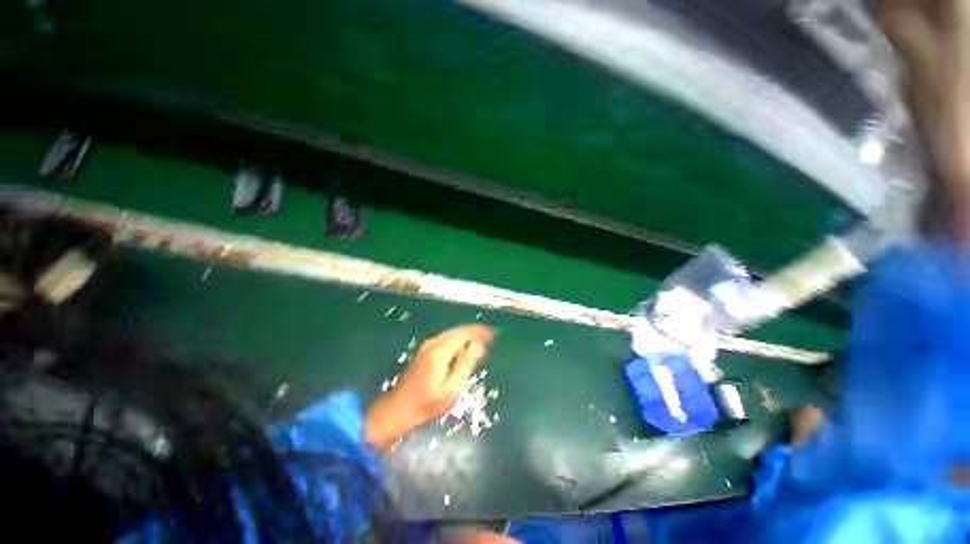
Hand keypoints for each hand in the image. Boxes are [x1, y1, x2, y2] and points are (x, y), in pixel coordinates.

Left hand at [365, 324, 493, 449]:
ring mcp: (427, 346)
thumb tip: (478, 346)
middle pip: (458, 331)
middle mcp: (433, 343)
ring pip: (452, 333)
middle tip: (491, 335)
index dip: (480, 332)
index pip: (464, 334)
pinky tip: (466, 346)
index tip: (494, 333)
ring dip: (468, 334)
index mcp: (439, 351)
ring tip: (483, 339)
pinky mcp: (425, 350)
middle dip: (475, 331)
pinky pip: (446, 339)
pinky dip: (459, 339)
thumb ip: (465, 365)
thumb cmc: (427, 404)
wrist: (397, 410)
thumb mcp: (451, 389)